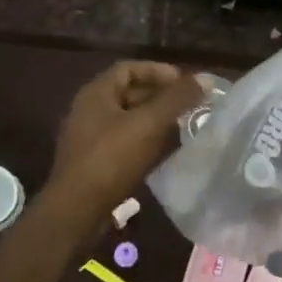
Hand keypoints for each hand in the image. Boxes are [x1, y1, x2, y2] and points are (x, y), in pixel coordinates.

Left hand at [47, 61, 204, 215]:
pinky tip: (165, 153)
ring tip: (183, 126)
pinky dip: (145, 142)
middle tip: (188, 104)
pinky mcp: (93, 163)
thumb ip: (177, 99)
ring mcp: (88, 138)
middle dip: (159, 96)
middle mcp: (89, 111)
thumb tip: (205, 78)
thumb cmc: (111, 159)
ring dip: (154, 120)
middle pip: (128, 93)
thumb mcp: (148, 124)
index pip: (128, 69)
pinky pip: (123, 143)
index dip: (157, 71)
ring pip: (128, 120)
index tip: (184, 81)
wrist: (76, 212)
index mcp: (96, 94)